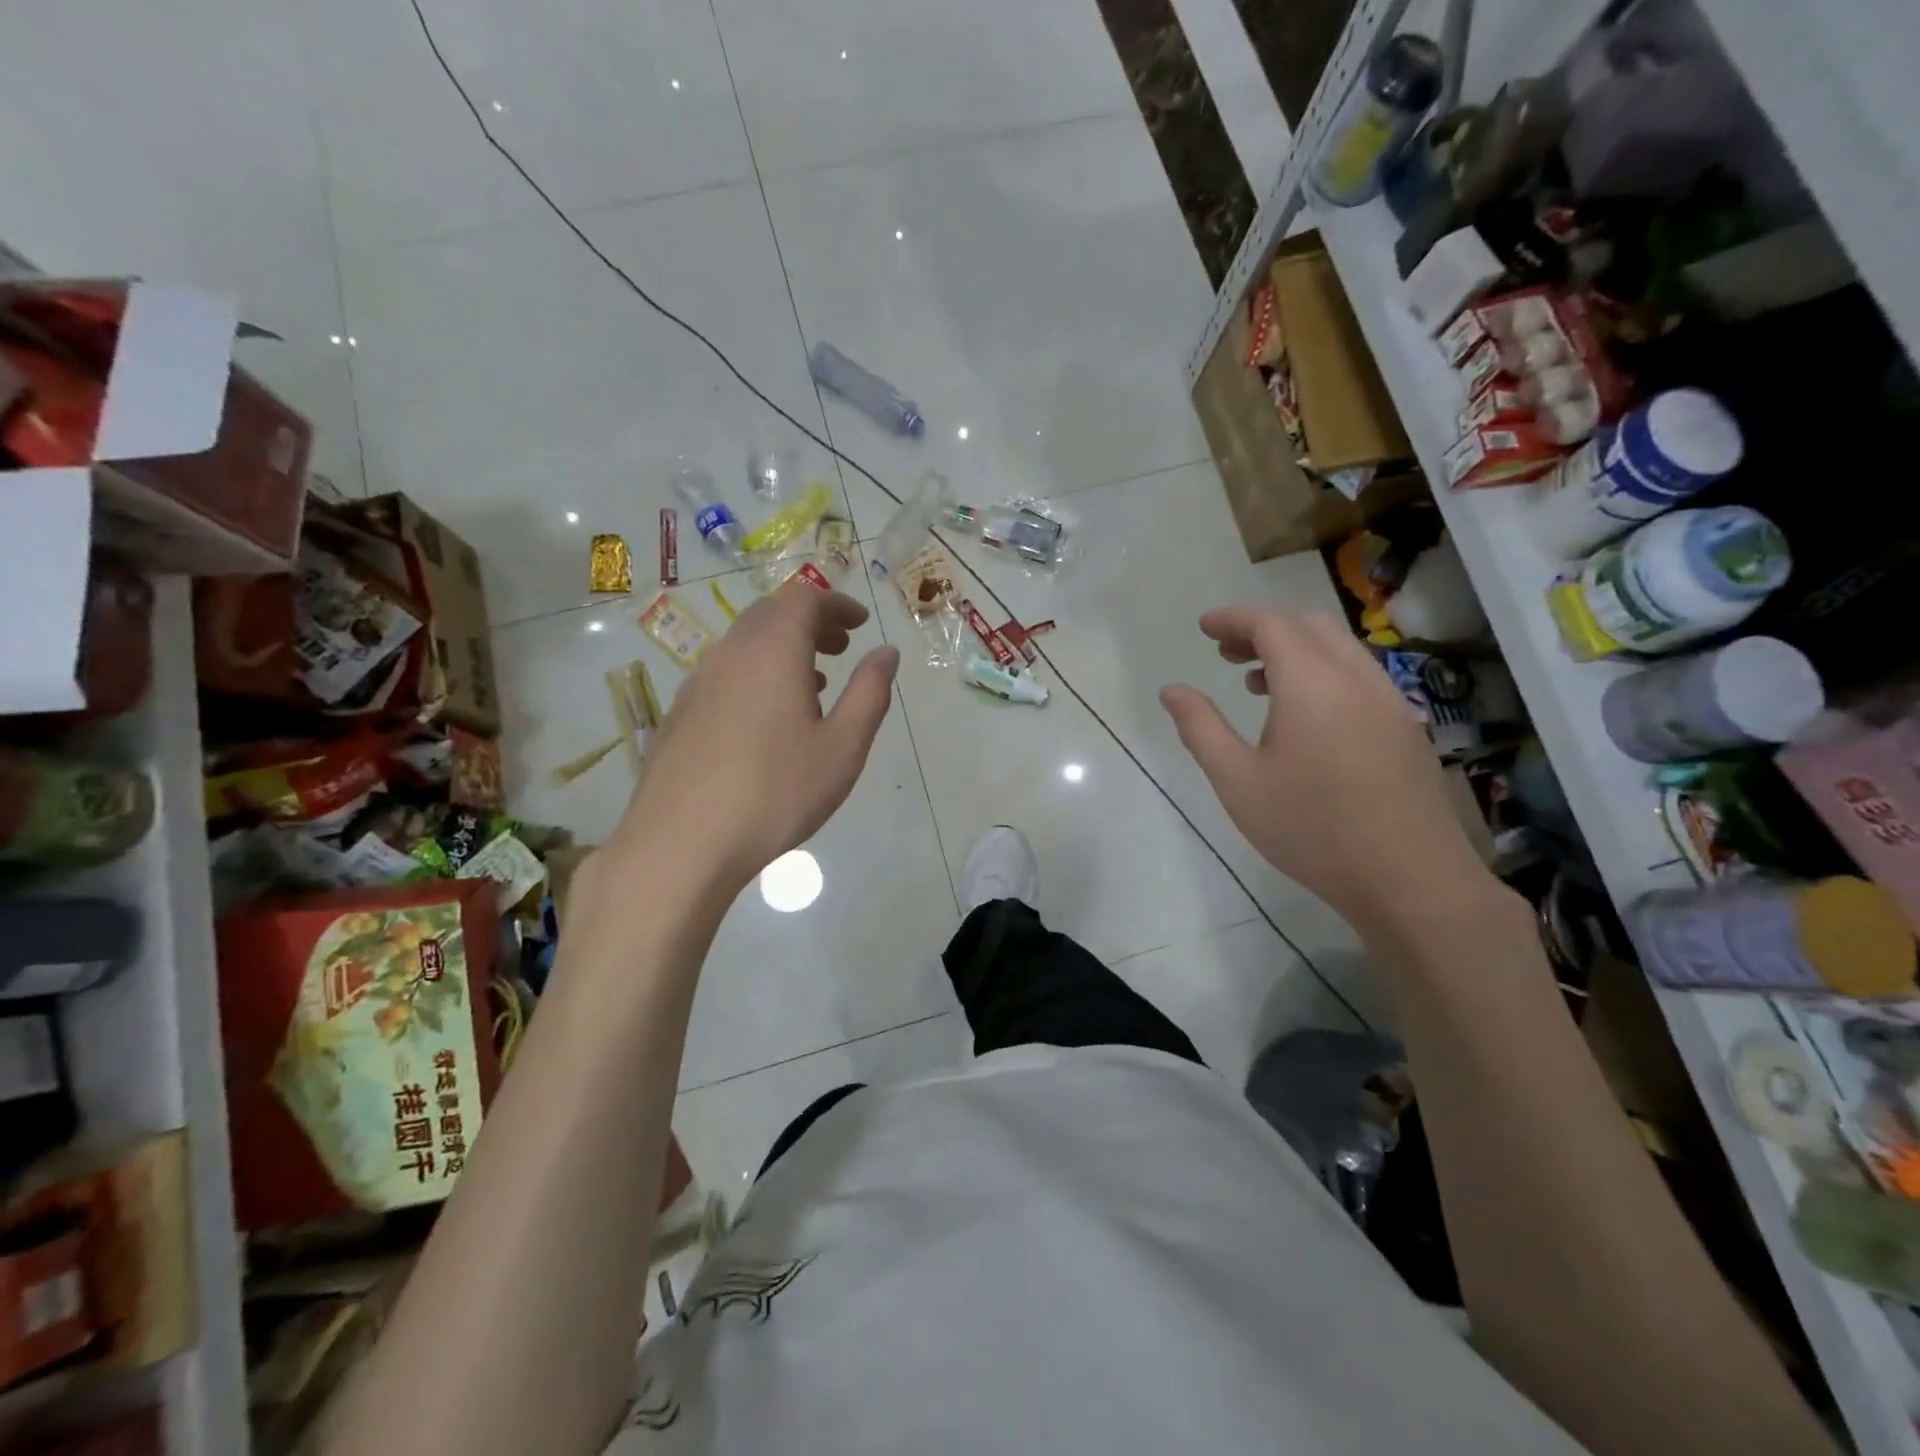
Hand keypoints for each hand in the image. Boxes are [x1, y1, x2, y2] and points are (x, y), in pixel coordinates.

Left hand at [613, 585, 898, 890]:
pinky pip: (725, 672)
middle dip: (811, 621)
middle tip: (841, 647)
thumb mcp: (843, 747)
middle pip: (771, 614)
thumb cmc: (775, 793)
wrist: (680, 844)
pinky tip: (769, 717)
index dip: (836, 603)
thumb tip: (886, 653)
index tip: (860, 624)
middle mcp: (730, 654)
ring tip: (813, 682)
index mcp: (772, 652)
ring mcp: (698, 683)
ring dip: (783, 648)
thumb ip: (870, 693)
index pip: (804, 599)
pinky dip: (756, 673)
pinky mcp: (679, 713)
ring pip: (745, 644)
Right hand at [1159, 608, 1494, 931]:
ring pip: (1339, 648)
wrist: (1410, 879)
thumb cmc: (1311, 829)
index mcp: (1312, 684)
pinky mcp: (1405, 727)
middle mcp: (1356, 678)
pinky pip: (1358, 675)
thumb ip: (1201, 728)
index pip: (1271, 625)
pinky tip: (1304, 717)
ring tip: (1256, 682)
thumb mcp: (1237, 781)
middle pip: (1309, 625)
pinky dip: (1322, 671)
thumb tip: (1172, 691)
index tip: (1204, 627)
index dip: (1234, 619)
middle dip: (1263, 628)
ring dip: (1294, 649)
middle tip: (1225, 652)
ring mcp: (1389, 701)